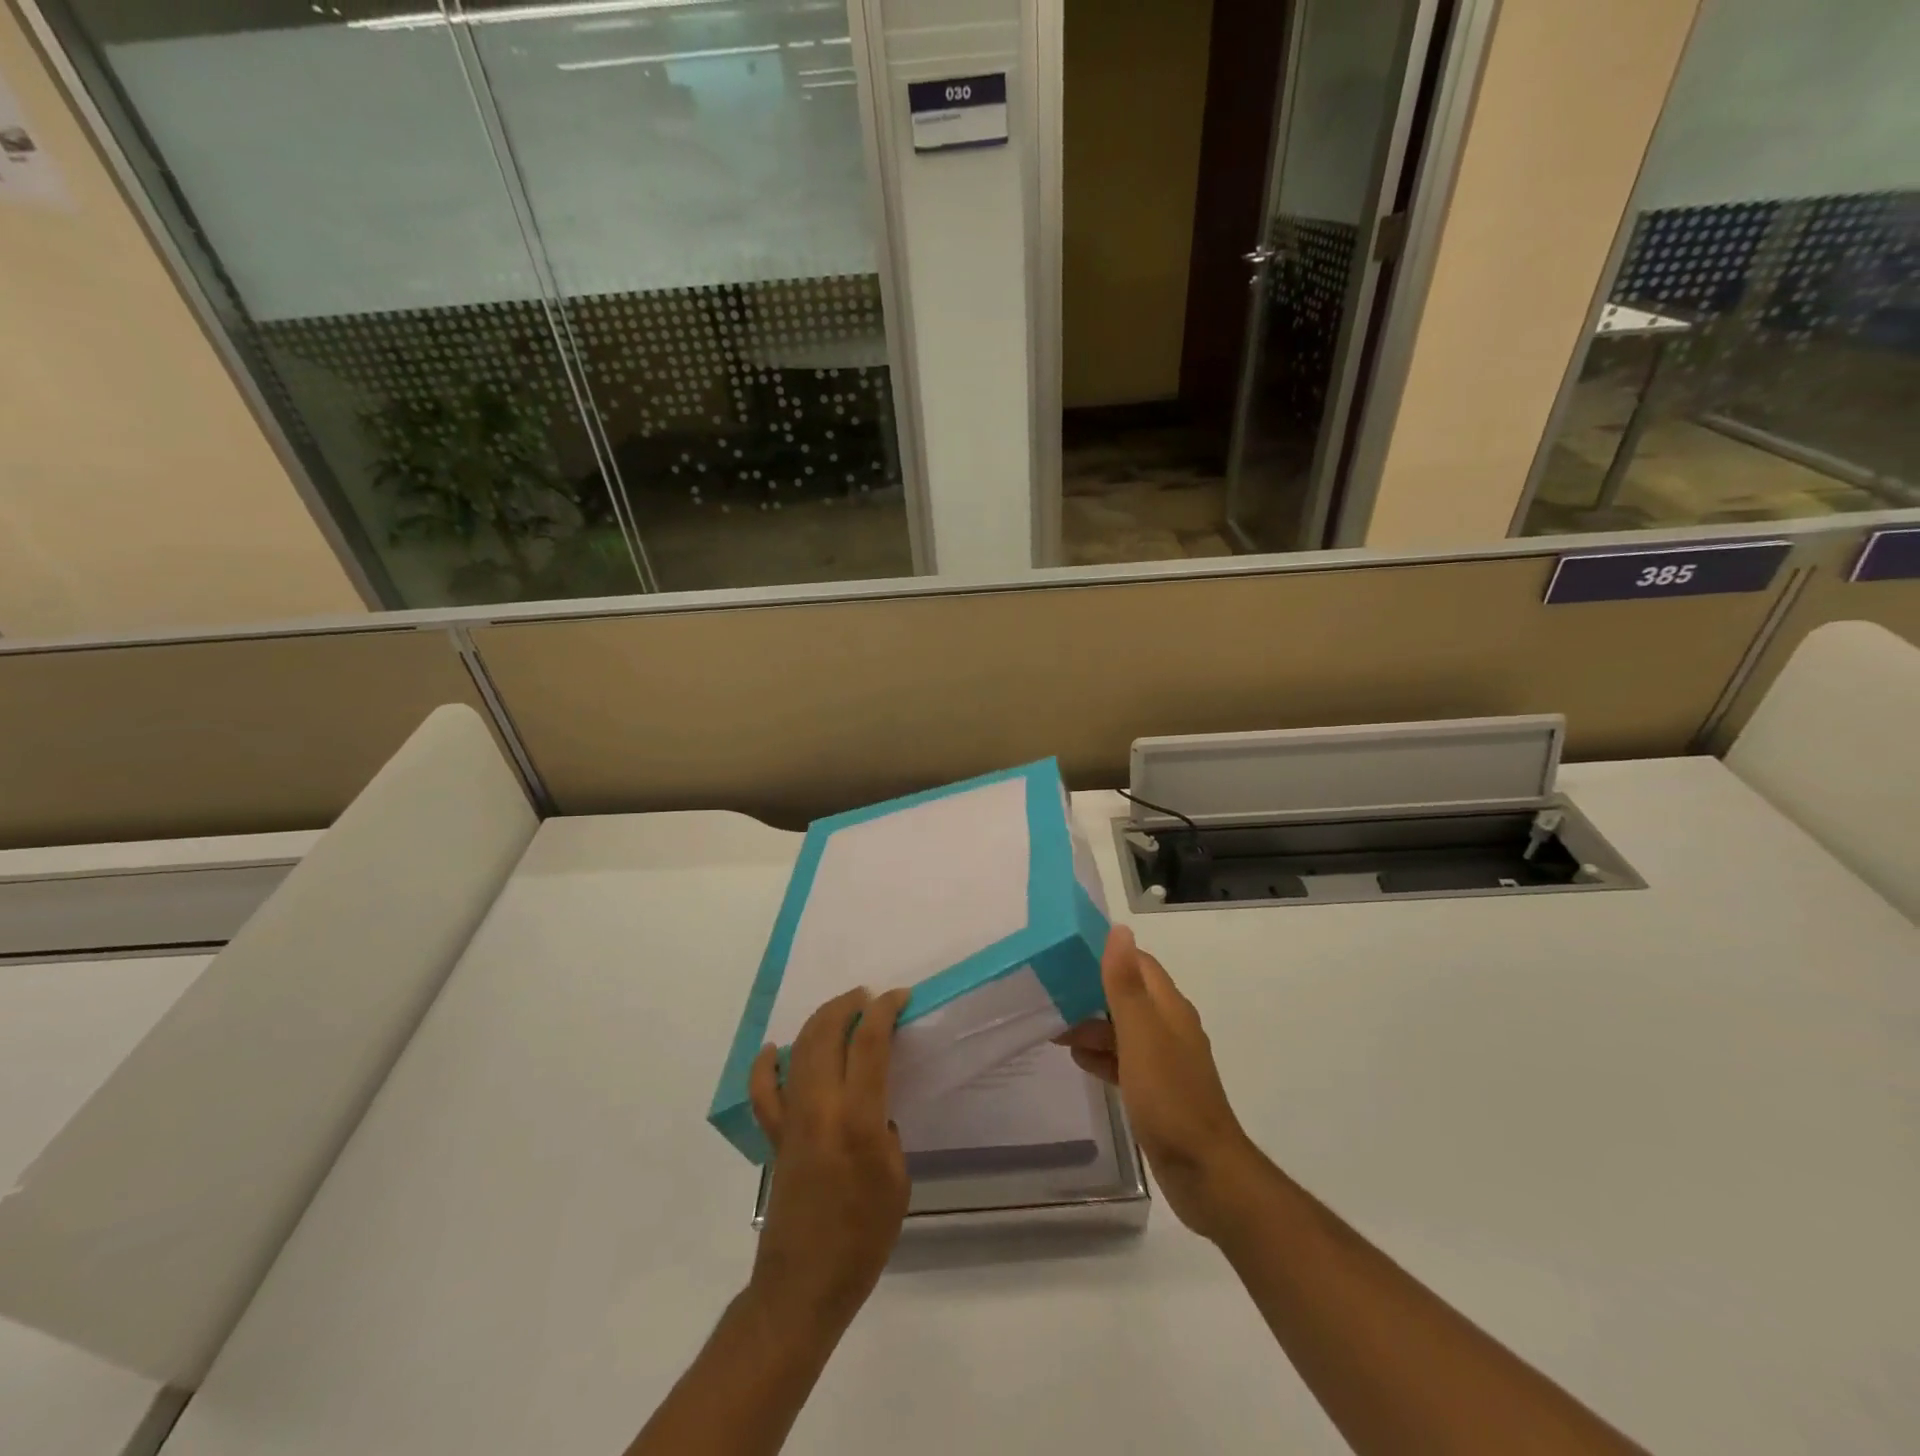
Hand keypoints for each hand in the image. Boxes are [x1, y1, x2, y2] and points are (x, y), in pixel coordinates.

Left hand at [747, 987, 911, 1336]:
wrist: (804, 1286)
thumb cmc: (863, 1239)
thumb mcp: (896, 1182)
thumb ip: (885, 1133)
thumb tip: (874, 1109)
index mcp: (858, 1119)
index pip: (869, 1044)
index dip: (884, 1011)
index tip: (899, 997)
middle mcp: (820, 1109)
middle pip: (827, 1034)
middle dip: (848, 1005)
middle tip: (869, 997)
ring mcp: (792, 1120)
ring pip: (799, 1051)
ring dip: (819, 1022)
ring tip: (840, 1010)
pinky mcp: (774, 1138)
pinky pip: (764, 1092)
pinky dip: (766, 1065)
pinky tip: (775, 1049)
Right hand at [1056, 925, 1257, 1239]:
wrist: (1205, 1172)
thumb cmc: (1169, 1097)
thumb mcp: (1140, 1035)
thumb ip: (1125, 984)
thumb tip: (1120, 929)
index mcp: (1169, 1007)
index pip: (1138, 963)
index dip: (1106, 955)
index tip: (1067, 954)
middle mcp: (1169, 1027)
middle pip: (1127, 996)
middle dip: (1091, 994)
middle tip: (1050, 997)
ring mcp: (1165, 1061)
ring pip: (1123, 1030)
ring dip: (1092, 1027)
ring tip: (1055, 1031)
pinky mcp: (1157, 1090)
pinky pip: (1125, 1061)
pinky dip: (1103, 1056)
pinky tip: (1079, 1061)